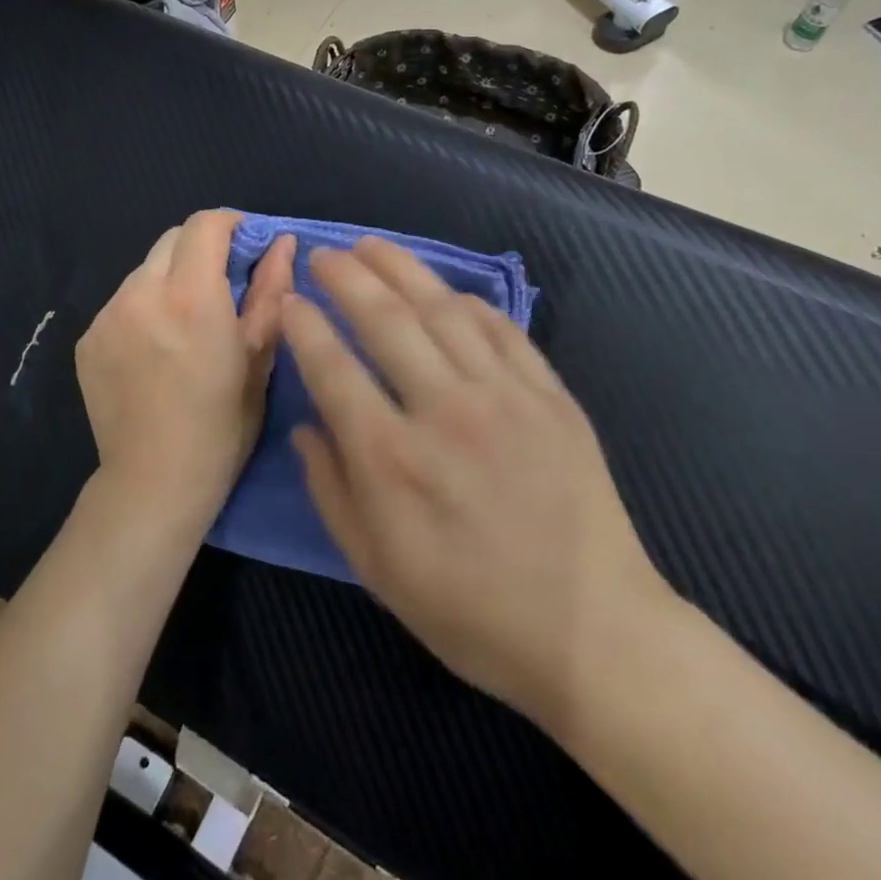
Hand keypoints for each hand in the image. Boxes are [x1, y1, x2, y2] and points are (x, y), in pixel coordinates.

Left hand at [76, 211, 295, 532]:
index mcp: (191, 297)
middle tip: (223, 286)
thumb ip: (270, 291)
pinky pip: (122, 301)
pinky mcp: (88, 338)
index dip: (231, 224)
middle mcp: (141, 294)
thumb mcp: (259, 358)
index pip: (205, 225)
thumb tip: (282, 242)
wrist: (153, 481)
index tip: (248, 245)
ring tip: (187, 324)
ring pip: (145, 270)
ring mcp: (107, 315)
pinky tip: (156, 349)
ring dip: (171, 279)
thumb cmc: (222, 425)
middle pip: (172, 239)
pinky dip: (145, 307)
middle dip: (201, 249)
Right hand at [282, 238, 673, 734]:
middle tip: (323, 255)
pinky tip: (446, 291)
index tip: (288, 301)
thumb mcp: (377, 569)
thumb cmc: (471, 612)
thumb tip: (305, 428)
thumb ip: (332, 491)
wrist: (592, 633)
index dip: (303, 325)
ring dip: (401, 269)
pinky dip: (468, 302)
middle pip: (385, 318)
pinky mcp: (550, 396)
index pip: (332, 366)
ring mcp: (505, 396)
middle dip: (345, 277)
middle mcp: (444, 411)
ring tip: (371, 246)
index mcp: (391, 459)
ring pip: (442, 309)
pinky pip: (502, 329)